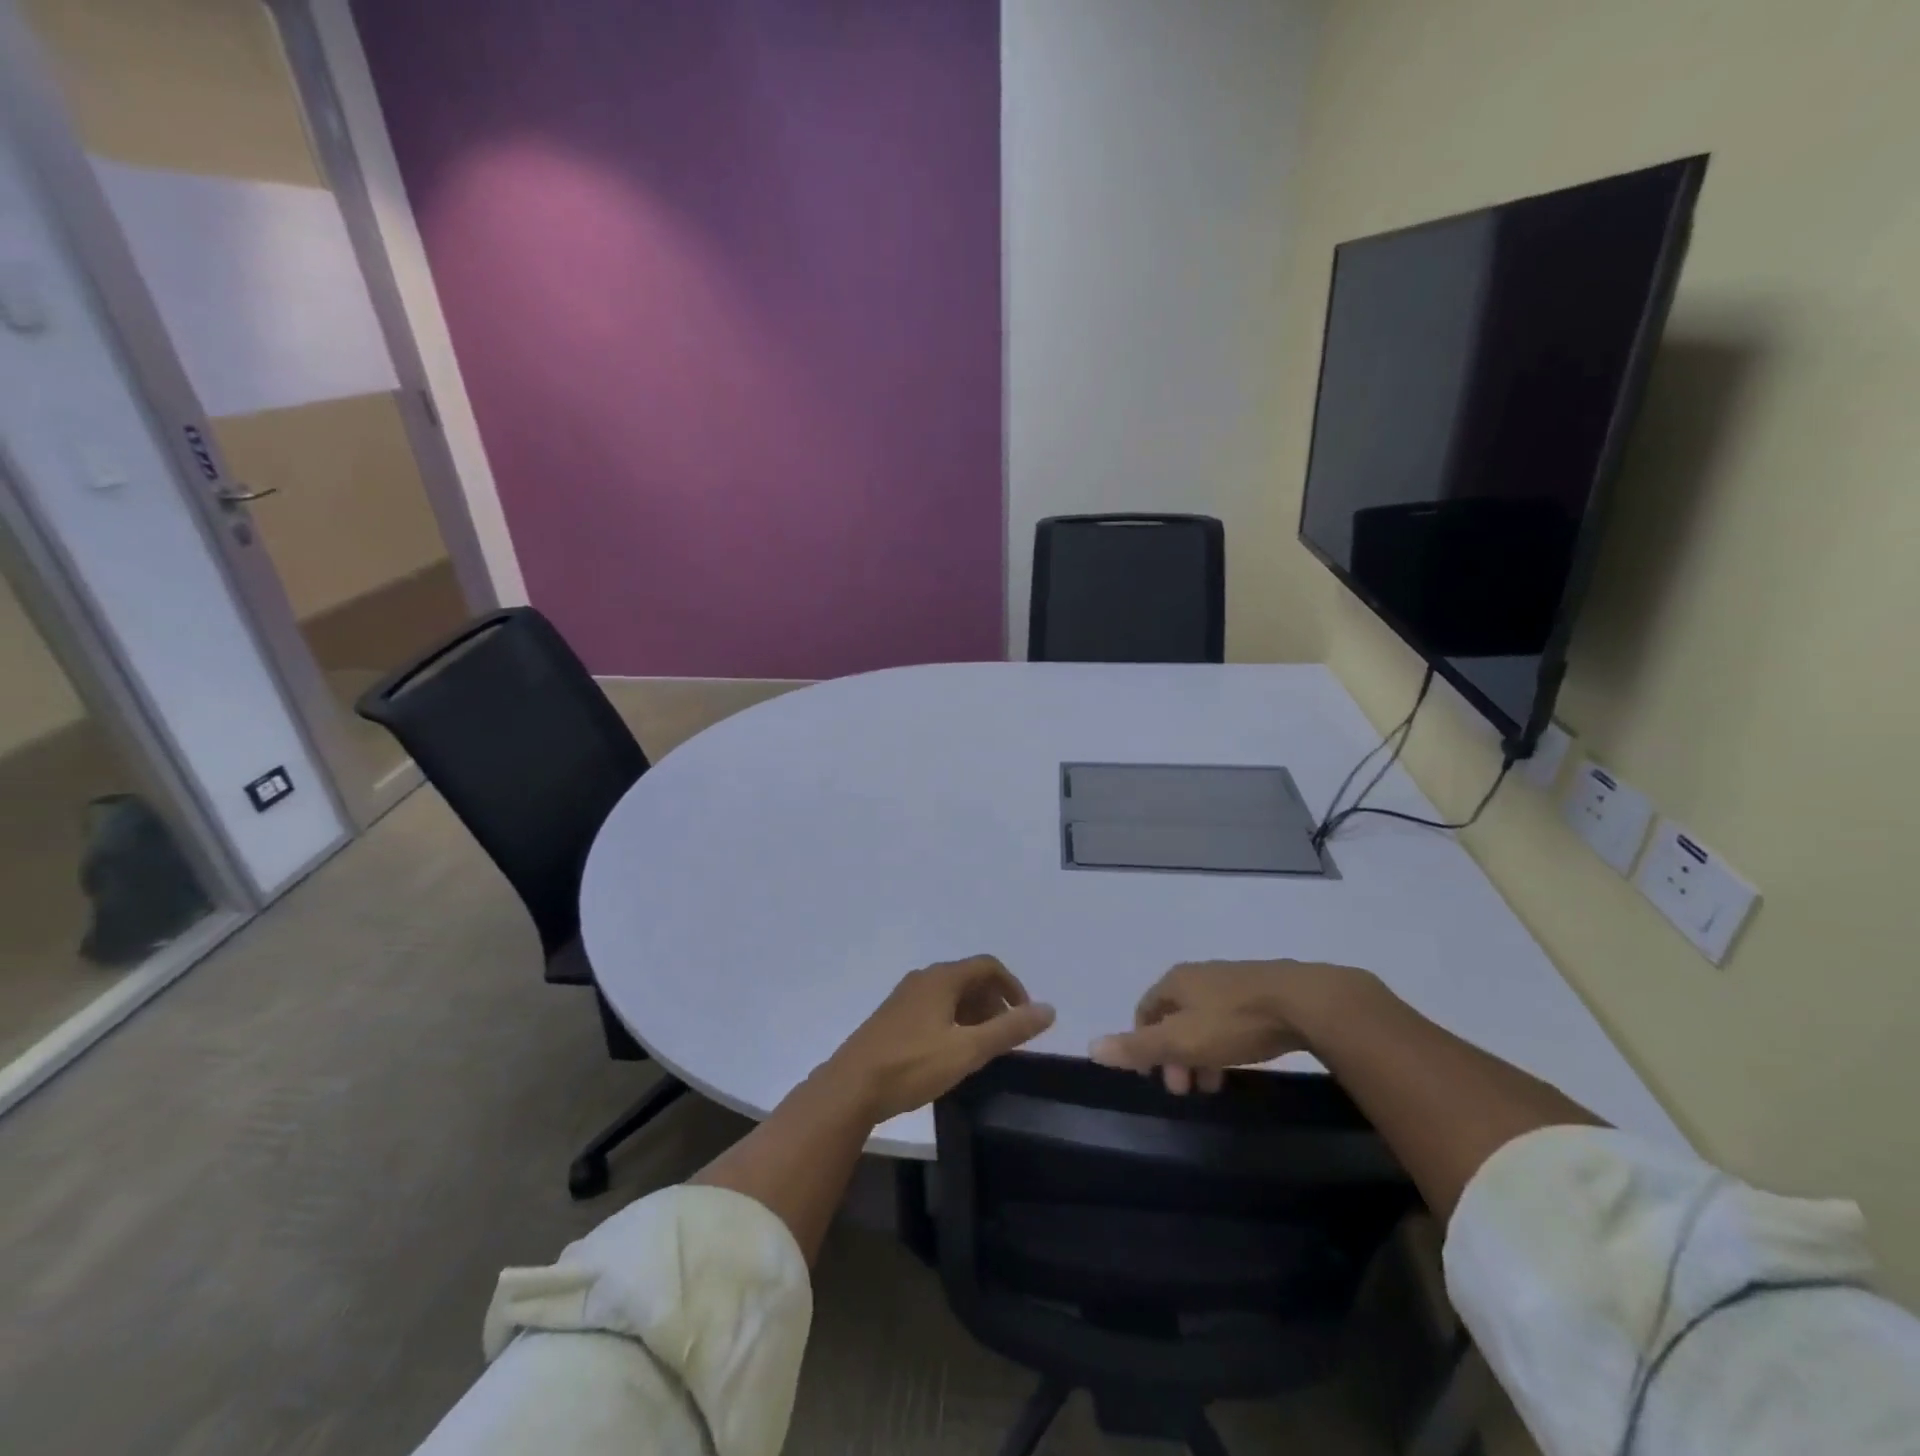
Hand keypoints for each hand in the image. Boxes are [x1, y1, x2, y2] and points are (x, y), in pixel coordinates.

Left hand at [820, 956, 1055, 1122]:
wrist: (851, 1087)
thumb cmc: (912, 1065)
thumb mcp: (968, 1050)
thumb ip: (1009, 1030)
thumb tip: (1048, 1009)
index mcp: (942, 978)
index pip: (988, 966)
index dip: (1013, 986)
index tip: (1025, 1018)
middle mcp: (923, 979)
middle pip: (969, 978)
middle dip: (994, 1002)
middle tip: (1005, 1037)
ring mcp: (905, 997)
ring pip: (950, 995)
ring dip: (974, 1014)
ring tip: (983, 1048)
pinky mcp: (893, 1017)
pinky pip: (934, 1007)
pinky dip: (953, 1021)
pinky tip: (952, 1053)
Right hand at [1089, 959, 1374, 1092]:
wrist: (1305, 1002)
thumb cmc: (1234, 1022)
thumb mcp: (1181, 1040)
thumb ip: (1137, 1046)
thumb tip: (1091, 1047)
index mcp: (1175, 981)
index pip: (1144, 1011)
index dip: (1143, 1044)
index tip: (1158, 1079)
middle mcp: (1199, 975)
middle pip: (1174, 1017)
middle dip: (1174, 1055)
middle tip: (1187, 1090)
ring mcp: (1231, 980)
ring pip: (1203, 1019)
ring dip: (1200, 1053)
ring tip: (1216, 1085)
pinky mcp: (1262, 990)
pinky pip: (1230, 1018)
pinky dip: (1225, 1043)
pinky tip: (1241, 1061)